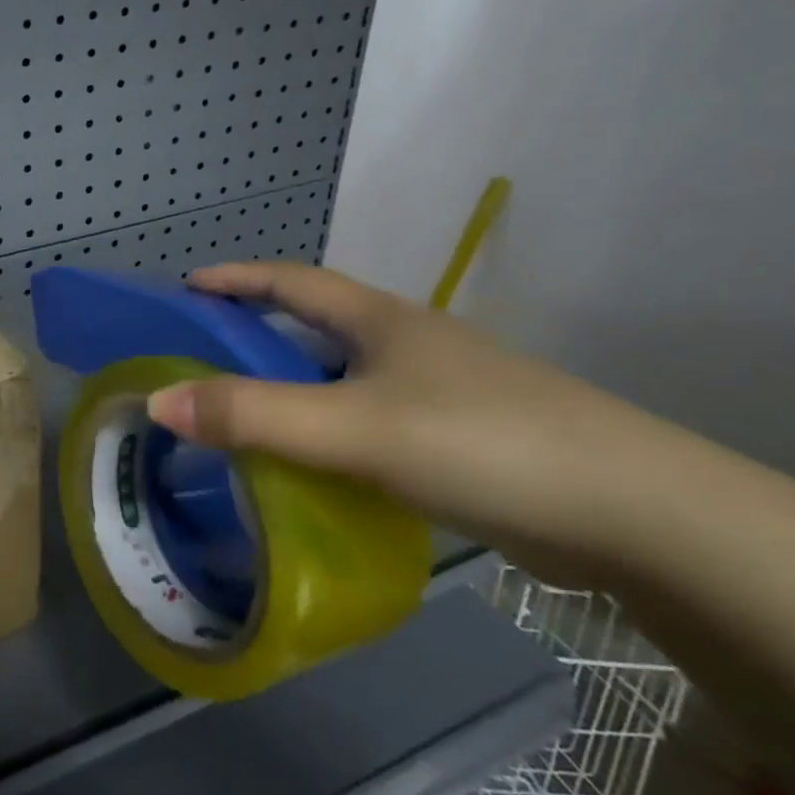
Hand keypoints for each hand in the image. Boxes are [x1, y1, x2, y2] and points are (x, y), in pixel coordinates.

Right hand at [144, 262, 713, 583]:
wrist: (636, 515)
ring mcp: (439, 391)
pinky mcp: (460, 439)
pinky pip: (369, 421)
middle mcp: (408, 344)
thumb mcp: (350, 426)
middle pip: (317, 324)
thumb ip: (252, 415)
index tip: (187, 286)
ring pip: (344, 377)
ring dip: (294, 386)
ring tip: (245, 414)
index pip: (291, 280)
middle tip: (204, 357)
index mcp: (380, 320)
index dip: (236, 279)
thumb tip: (158, 400)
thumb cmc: (479, 442)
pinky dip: (329, 429)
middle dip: (259, 332)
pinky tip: (312, 463)